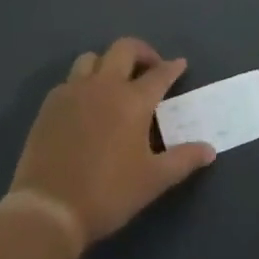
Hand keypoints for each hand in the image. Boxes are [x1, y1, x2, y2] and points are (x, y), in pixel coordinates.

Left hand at [8, 37, 215, 246]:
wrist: (49, 208)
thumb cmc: (108, 193)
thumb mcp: (153, 180)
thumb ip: (183, 160)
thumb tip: (210, 150)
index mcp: (133, 100)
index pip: (159, 74)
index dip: (172, 68)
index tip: (180, 65)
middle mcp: (104, 85)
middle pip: (124, 49)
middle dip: (142, 52)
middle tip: (150, 68)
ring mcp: (73, 91)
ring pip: (92, 58)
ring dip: (108, 62)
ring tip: (115, 82)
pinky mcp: (50, 104)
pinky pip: (69, 80)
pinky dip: (83, 83)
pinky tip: (86, 104)